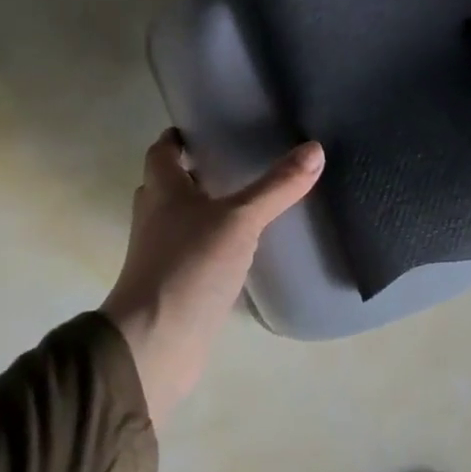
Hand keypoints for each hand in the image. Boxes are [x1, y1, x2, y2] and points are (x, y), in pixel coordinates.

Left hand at [102, 130, 323, 426]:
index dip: (179, 137)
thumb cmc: (189, 267)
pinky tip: (244, 249)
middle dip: (196, 172)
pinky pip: (194, 253)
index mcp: (162, 191)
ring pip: (182, 220)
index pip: (162, 151)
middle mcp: (155, 217)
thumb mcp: (240, 220)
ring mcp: (162, 254)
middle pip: (169, 185)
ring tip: (247, 201)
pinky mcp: (174, 286)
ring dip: (205, 209)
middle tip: (236, 160)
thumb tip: (315, 148)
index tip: (207, 127)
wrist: (155, 344)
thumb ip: (276, 187)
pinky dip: (213, 245)